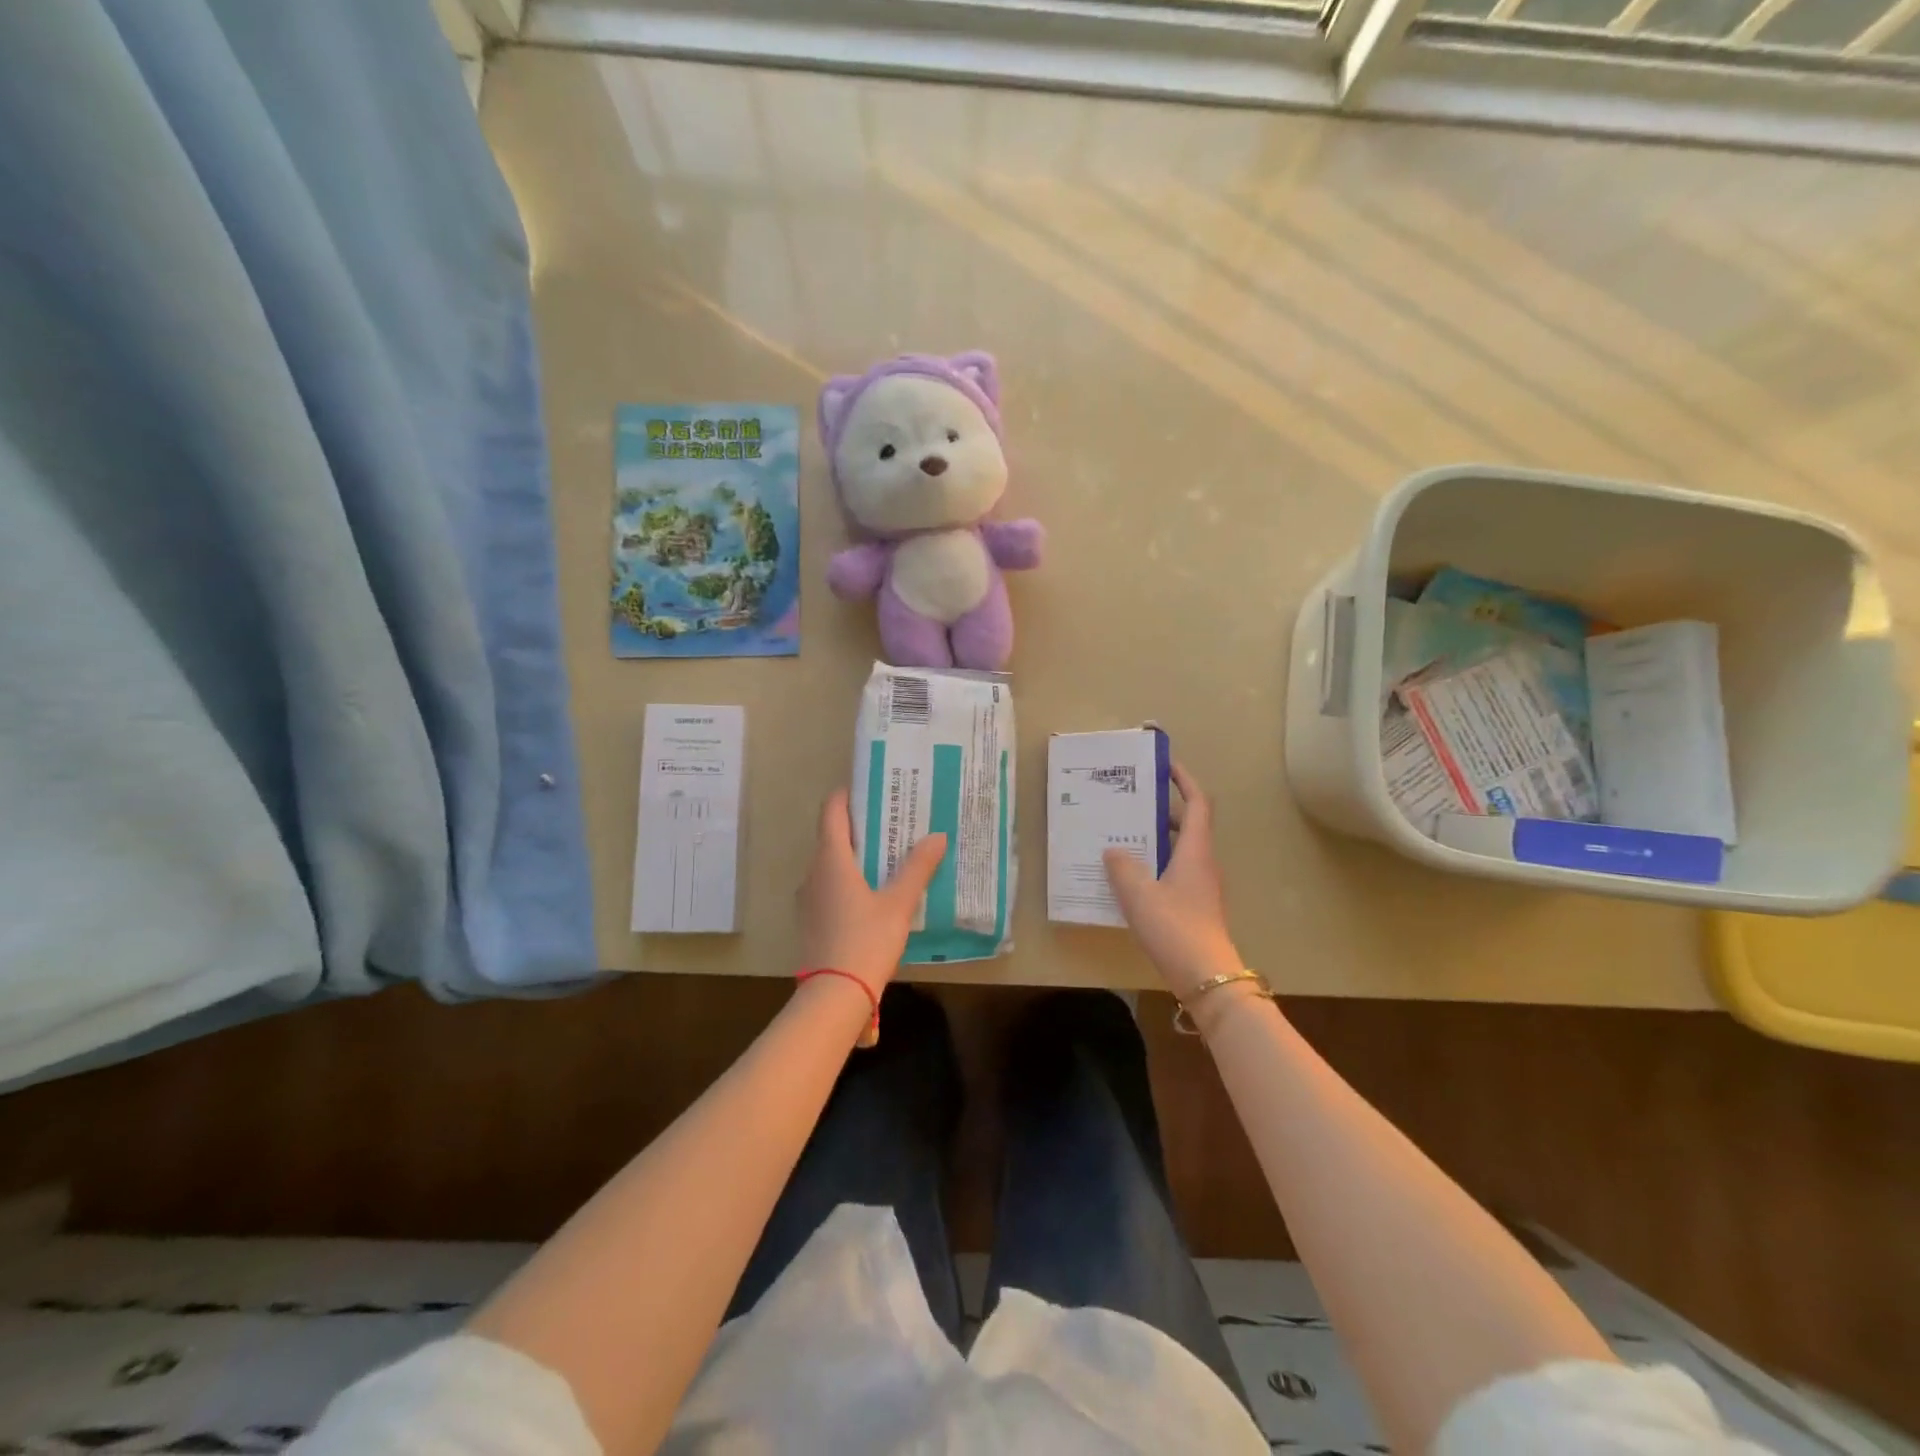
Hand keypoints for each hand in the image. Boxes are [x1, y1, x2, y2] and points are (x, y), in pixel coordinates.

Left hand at [799, 789, 946, 992]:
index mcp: (831, 859)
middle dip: (860, 826)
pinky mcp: (811, 920)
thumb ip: (917, 868)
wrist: (833, 996)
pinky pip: (829, 887)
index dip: (848, 795)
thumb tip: (936, 836)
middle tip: (892, 821)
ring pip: (831, 864)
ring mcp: (808, 899)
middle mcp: (813, 873)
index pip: (832, 811)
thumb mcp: (898, 903)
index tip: (872, 789)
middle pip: (832, 836)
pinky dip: (849, 880)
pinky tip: (874, 893)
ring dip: (855, 855)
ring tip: (888, 855)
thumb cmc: (865, 941)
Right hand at [1104, 764, 1242, 1000]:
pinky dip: (1155, 865)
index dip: (1184, 780)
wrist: (1206, 977)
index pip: (1197, 803)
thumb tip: (1114, 851)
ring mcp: (1201, 887)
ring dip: (1156, 840)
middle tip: (1130, 805)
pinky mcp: (1195, 907)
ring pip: (1179, 851)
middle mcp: (1202, 863)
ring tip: (1123, 839)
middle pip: (1188, 825)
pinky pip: (1174, 873)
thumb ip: (1122, 867)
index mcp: (1195, 851)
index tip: (1165, 765)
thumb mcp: (1139, 894)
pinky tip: (1130, 879)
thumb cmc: (1175, 927)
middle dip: (1161, 811)